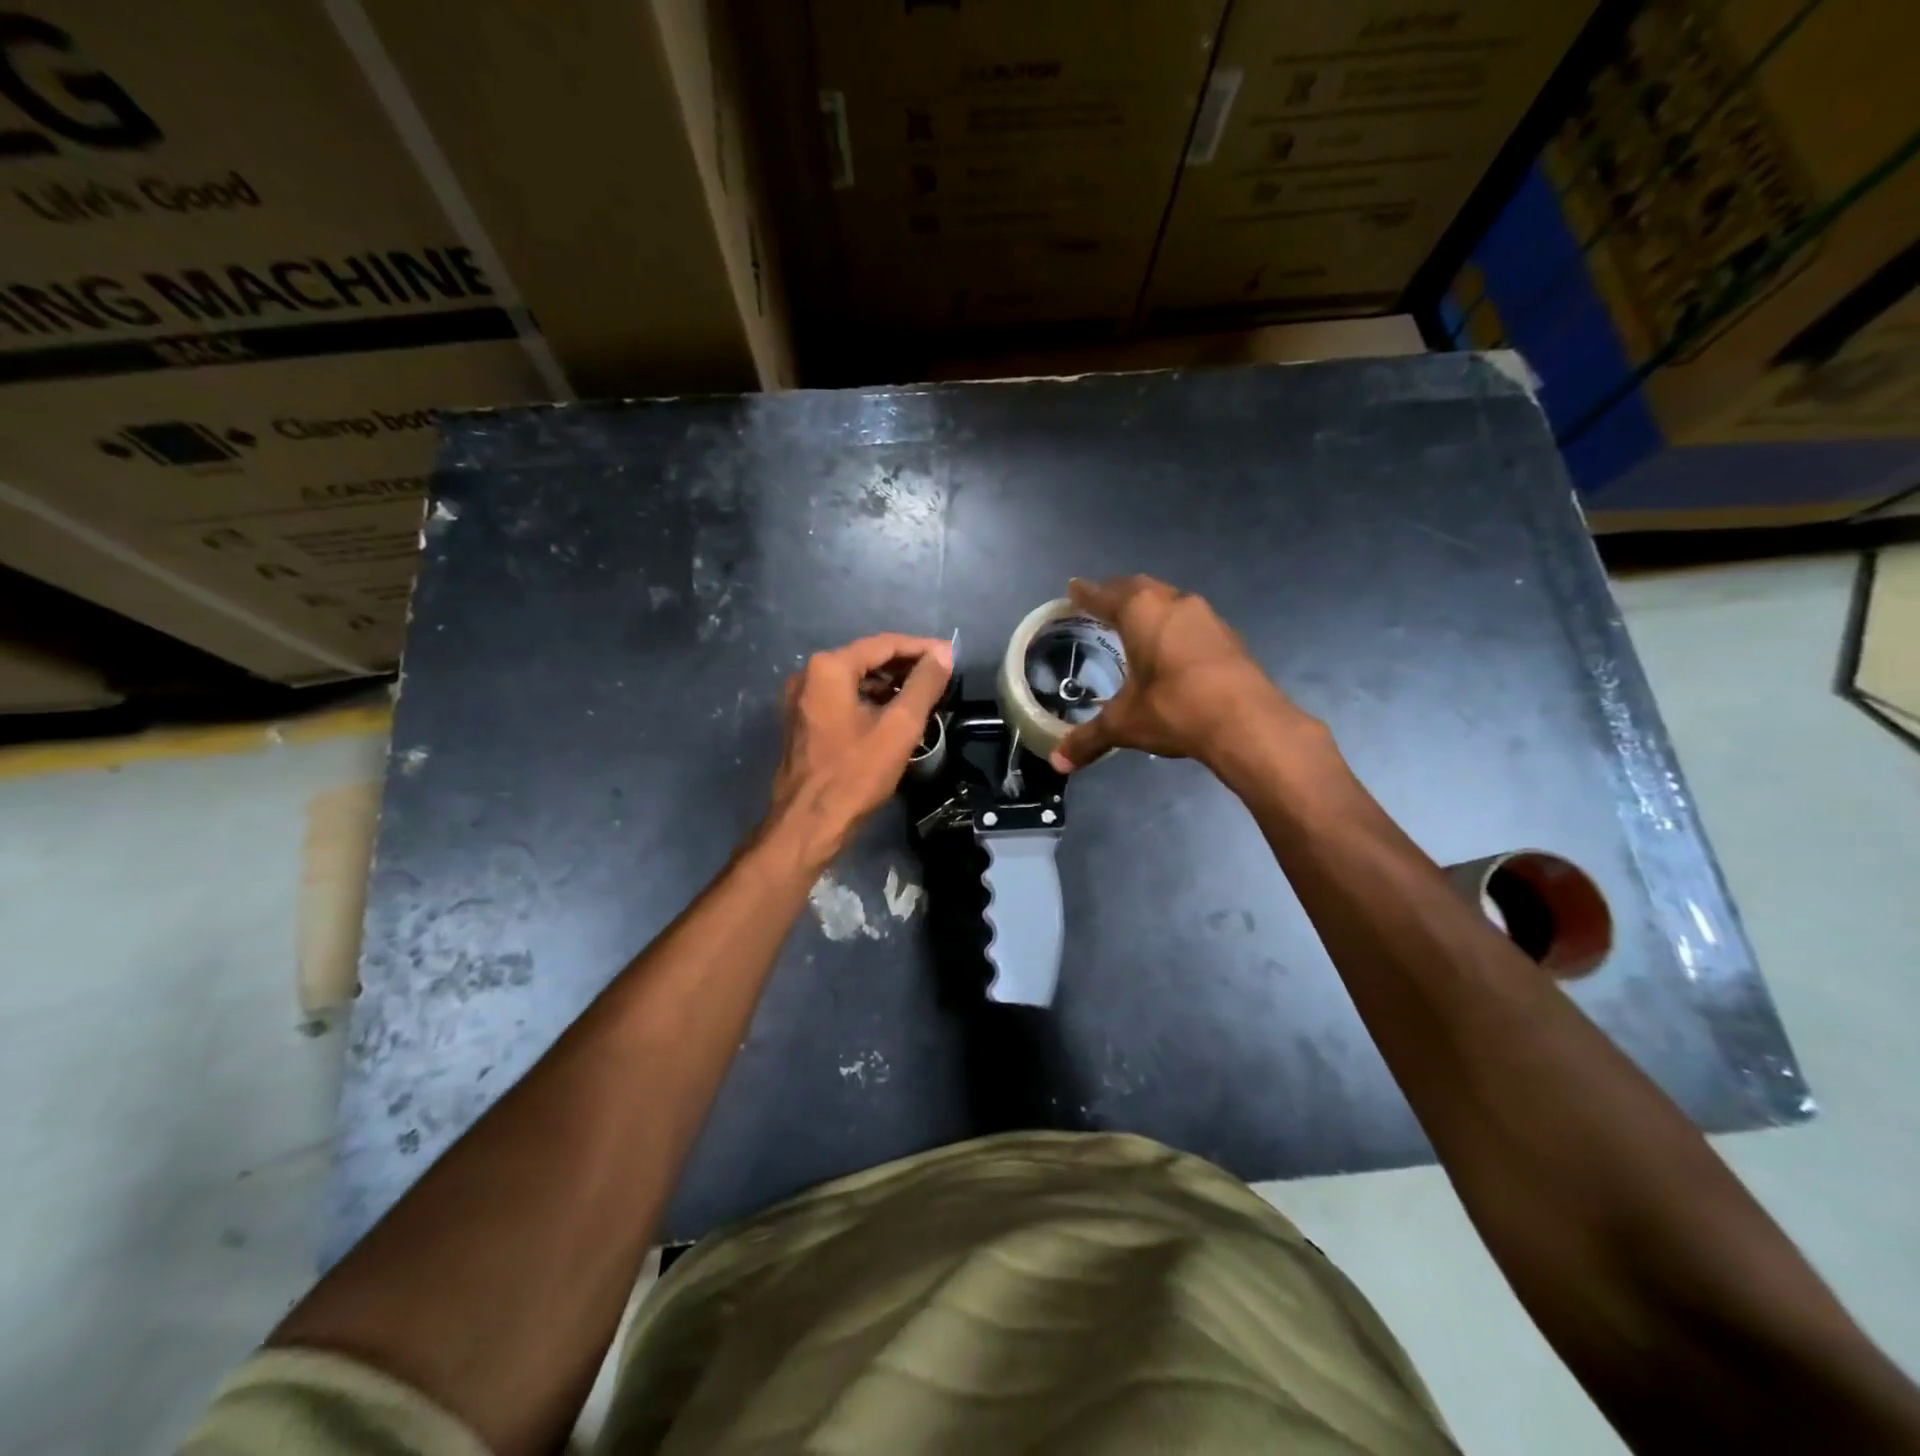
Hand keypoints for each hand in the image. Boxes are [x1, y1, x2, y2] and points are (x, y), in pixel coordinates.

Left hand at [766, 633, 952, 868]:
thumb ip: (924, 685)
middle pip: (867, 659)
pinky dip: (870, 701)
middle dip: (905, 666)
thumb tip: (944, 654)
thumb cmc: (855, 774)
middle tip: (941, 675)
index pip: (884, 644)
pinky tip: (894, 713)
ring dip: (889, 684)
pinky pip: (843, 699)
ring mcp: (801, 700)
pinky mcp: (803, 722)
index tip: (951, 655)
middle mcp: (808, 675)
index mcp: (828, 668)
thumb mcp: (899, 727)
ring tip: (924, 694)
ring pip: (855, 680)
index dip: (921, 648)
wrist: (808, 824)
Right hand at [1049, 575, 1311, 772]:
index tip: (1073, 588)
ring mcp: (1207, 617)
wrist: (1247, 722)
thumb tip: (1058, 763)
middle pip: (1140, 588)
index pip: (1105, 596)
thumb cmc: (1174, 708)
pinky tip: (1172, 647)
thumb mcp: (1124, 724)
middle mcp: (1174, 603)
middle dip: (1119, 593)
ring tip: (1136, 622)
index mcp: (1142, 612)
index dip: (1086, 594)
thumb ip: (1088, 739)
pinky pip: (1192, 621)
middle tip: (1102, 602)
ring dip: (1151, 606)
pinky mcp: (1228, 637)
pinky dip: (1174, 626)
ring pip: (1170, 600)